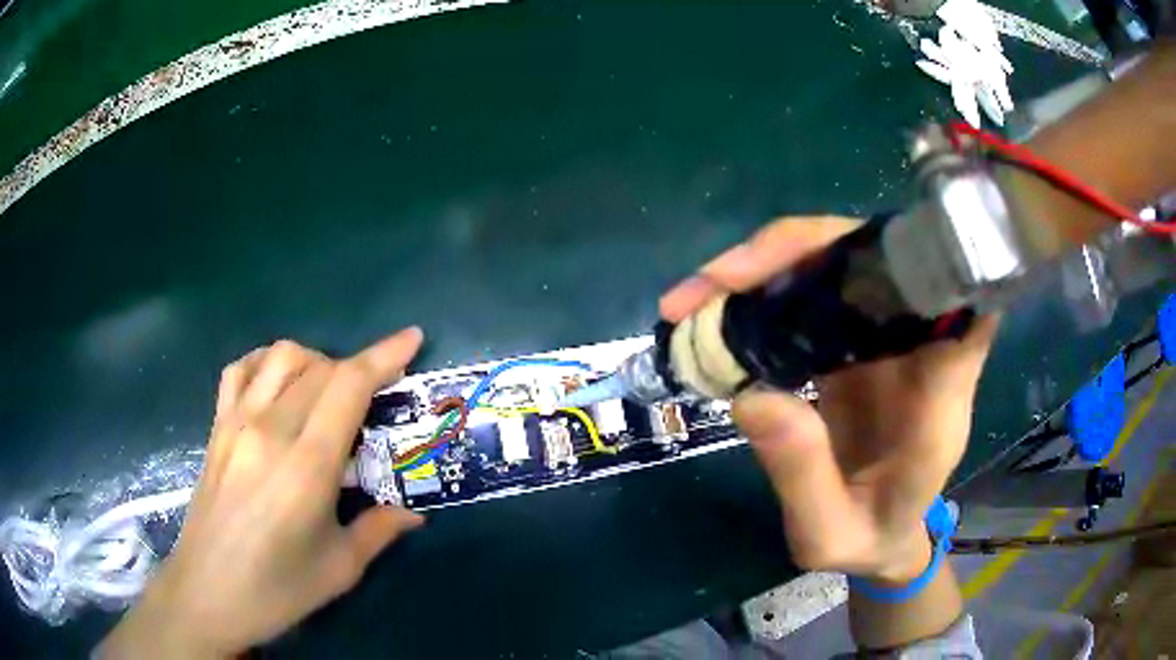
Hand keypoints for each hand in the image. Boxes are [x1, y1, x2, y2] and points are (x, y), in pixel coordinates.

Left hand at [99, 329, 426, 658]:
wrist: (208, 592)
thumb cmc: (279, 588)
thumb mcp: (340, 568)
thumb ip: (380, 530)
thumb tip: (414, 513)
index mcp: (306, 465)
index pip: (349, 386)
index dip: (384, 355)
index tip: (412, 338)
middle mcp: (270, 429)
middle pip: (321, 367)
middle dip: (358, 368)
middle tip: (375, 397)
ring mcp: (236, 422)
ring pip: (281, 356)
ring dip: (315, 360)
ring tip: (327, 391)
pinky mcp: (216, 427)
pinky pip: (241, 370)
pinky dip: (266, 362)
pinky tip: (278, 384)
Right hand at [661, 217, 997, 581]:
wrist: (882, 534)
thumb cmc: (870, 537)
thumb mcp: (830, 534)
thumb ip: (804, 476)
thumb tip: (751, 396)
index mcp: (939, 395)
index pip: (958, 297)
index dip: (920, 258)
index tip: (853, 255)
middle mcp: (922, 347)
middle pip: (878, 259)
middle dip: (795, 254)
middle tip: (711, 286)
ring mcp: (888, 335)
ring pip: (839, 264)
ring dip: (768, 266)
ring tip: (694, 298)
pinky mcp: (858, 337)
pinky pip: (816, 291)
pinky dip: (766, 290)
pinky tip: (718, 311)